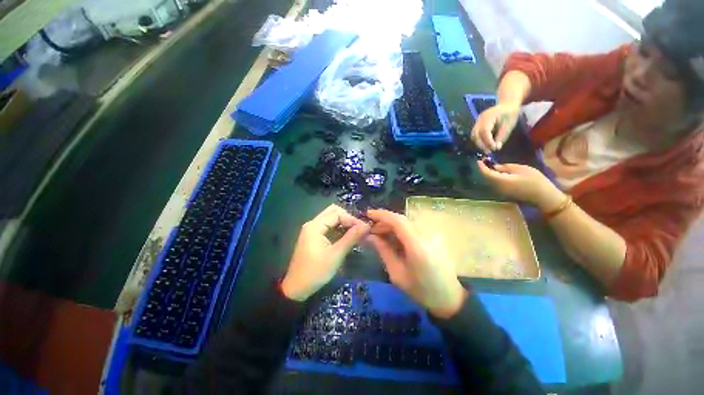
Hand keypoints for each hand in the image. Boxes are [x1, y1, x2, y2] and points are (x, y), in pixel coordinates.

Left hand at [281, 205, 370, 300]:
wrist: (297, 288)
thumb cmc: (316, 272)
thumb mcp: (336, 255)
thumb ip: (351, 237)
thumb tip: (366, 225)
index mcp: (315, 226)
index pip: (337, 213)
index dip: (351, 219)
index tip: (364, 228)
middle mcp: (312, 224)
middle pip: (333, 212)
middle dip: (348, 218)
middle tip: (359, 229)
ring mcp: (312, 230)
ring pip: (331, 219)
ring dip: (344, 223)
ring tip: (356, 233)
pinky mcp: (313, 237)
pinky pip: (328, 226)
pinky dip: (338, 229)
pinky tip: (346, 237)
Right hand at [366, 209, 467, 318]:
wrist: (449, 296)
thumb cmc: (421, 290)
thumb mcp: (397, 274)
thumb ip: (383, 251)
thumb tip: (370, 236)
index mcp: (417, 247)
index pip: (398, 221)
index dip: (381, 215)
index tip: (368, 214)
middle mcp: (427, 235)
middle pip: (401, 220)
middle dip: (384, 222)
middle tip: (371, 231)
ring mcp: (432, 234)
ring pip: (406, 222)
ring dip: (391, 225)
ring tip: (380, 235)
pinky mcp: (434, 235)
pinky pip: (412, 227)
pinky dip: (400, 229)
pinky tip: (393, 238)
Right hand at [471, 104, 520, 151]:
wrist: (507, 104)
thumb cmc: (510, 114)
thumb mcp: (509, 125)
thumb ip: (502, 136)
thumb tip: (496, 147)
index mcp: (489, 116)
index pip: (485, 131)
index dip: (488, 141)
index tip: (494, 148)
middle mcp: (480, 119)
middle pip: (476, 134)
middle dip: (482, 144)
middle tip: (489, 151)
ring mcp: (477, 122)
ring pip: (474, 136)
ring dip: (479, 144)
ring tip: (487, 149)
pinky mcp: (477, 125)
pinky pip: (475, 135)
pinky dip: (479, 141)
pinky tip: (485, 144)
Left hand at [477, 161, 564, 210]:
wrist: (544, 197)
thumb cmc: (535, 181)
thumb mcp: (522, 169)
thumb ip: (506, 167)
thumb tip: (495, 166)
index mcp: (501, 181)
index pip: (487, 174)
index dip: (481, 167)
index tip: (479, 160)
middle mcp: (498, 187)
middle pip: (487, 177)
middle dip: (484, 169)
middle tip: (485, 160)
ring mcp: (500, 191)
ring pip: (490, 181)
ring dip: (489, 173)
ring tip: (490, 164)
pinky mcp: (504, 193)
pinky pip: (495, 184)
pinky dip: (494, 177)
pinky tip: (498, 171)